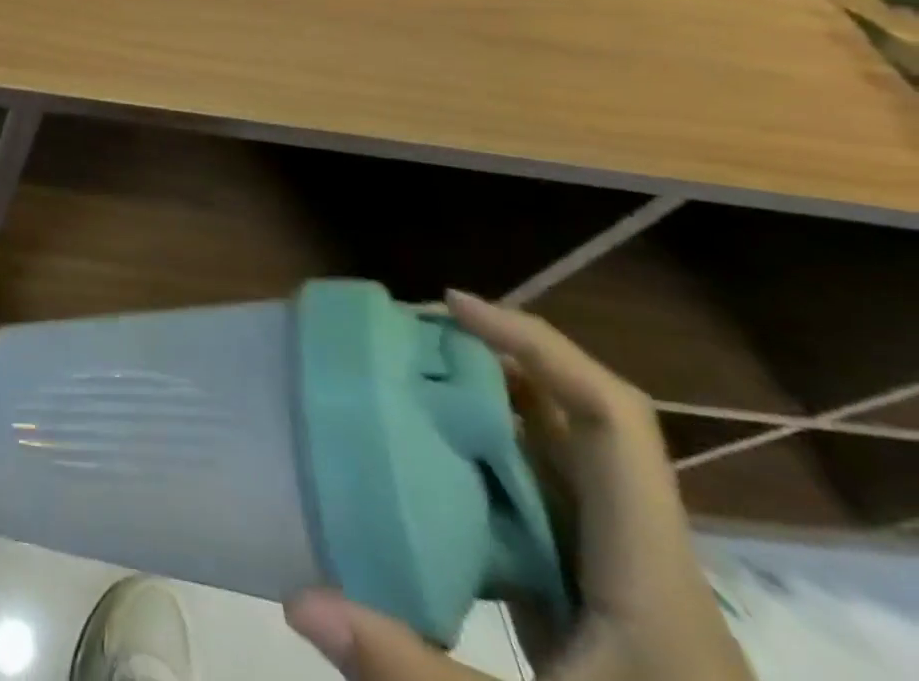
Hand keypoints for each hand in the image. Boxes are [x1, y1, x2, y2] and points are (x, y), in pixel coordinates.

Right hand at [283, 291, 753, 680]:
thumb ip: (412, 674)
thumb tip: (297, 598)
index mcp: (652, 578)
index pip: (612, 421)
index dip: (536, 346)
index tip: (452, 306)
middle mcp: (645, 565)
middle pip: (583, 427)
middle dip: (498, 364)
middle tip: (409, 336)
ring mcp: (623, 593)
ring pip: (561, 468)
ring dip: (489, 414)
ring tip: (406, 383)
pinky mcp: (597, 620)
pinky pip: (540, 514)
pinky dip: (483, 474)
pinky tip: (424, 477)